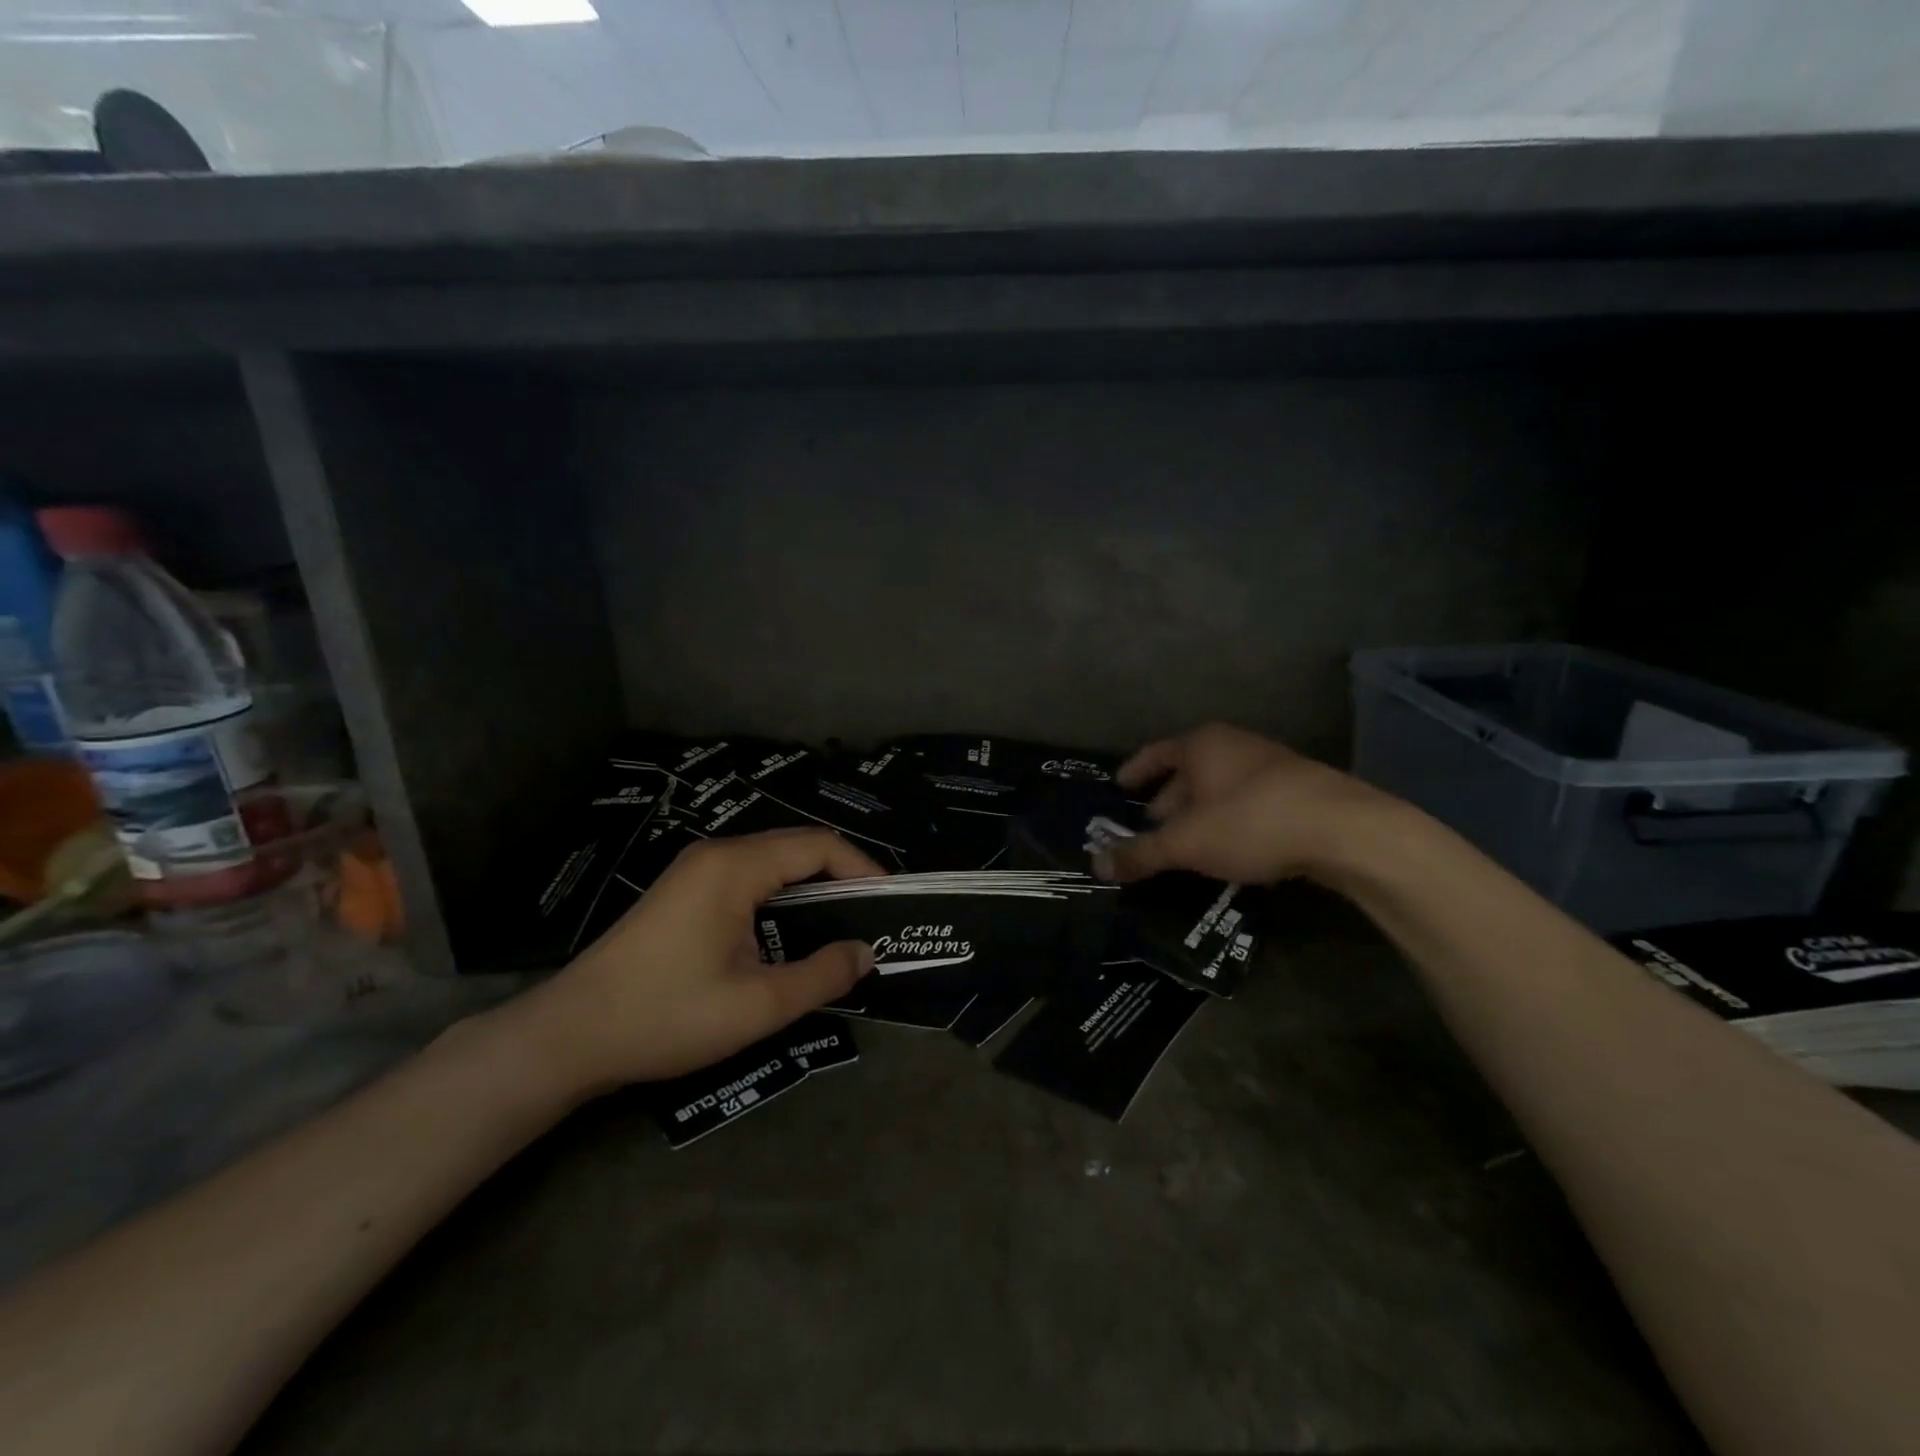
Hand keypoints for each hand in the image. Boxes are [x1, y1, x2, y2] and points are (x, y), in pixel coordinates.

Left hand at [513, 829, 883, 1096]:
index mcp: (736, 867)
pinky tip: (790, 931)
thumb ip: (821, 975)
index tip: (890, 901)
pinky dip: (782, 895)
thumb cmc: (666, 1015)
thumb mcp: (757, 1005)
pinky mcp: (684, 890)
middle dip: (842, 875)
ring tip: (841, 924)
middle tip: (873, 915)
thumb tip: (866, 953)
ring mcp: (696, 869)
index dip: (862, 867)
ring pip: (773, 862)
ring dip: (812, 886)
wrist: (570, 1035)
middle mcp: (717, 854)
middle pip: (797, 846)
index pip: (819, 846)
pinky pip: (749, 877)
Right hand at [1097, 723, 1399, 885]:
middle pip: (1187, 771)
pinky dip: (1228, 820)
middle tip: (1150, 829)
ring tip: (1186, 844)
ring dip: (1199, 813)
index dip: (1135, 771)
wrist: (1346, 830)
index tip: (1119, 788)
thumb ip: (1140, 853)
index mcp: (1201, 745)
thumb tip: (1095, 865)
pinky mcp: (1298, 789)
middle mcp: (1233, 745)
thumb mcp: (1187, 843)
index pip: (1155, 753)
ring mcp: (1269, 764)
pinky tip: (1229, 848)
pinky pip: (1246, 801)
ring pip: (1219, 787)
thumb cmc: (1251, 822)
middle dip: (1166, 800)